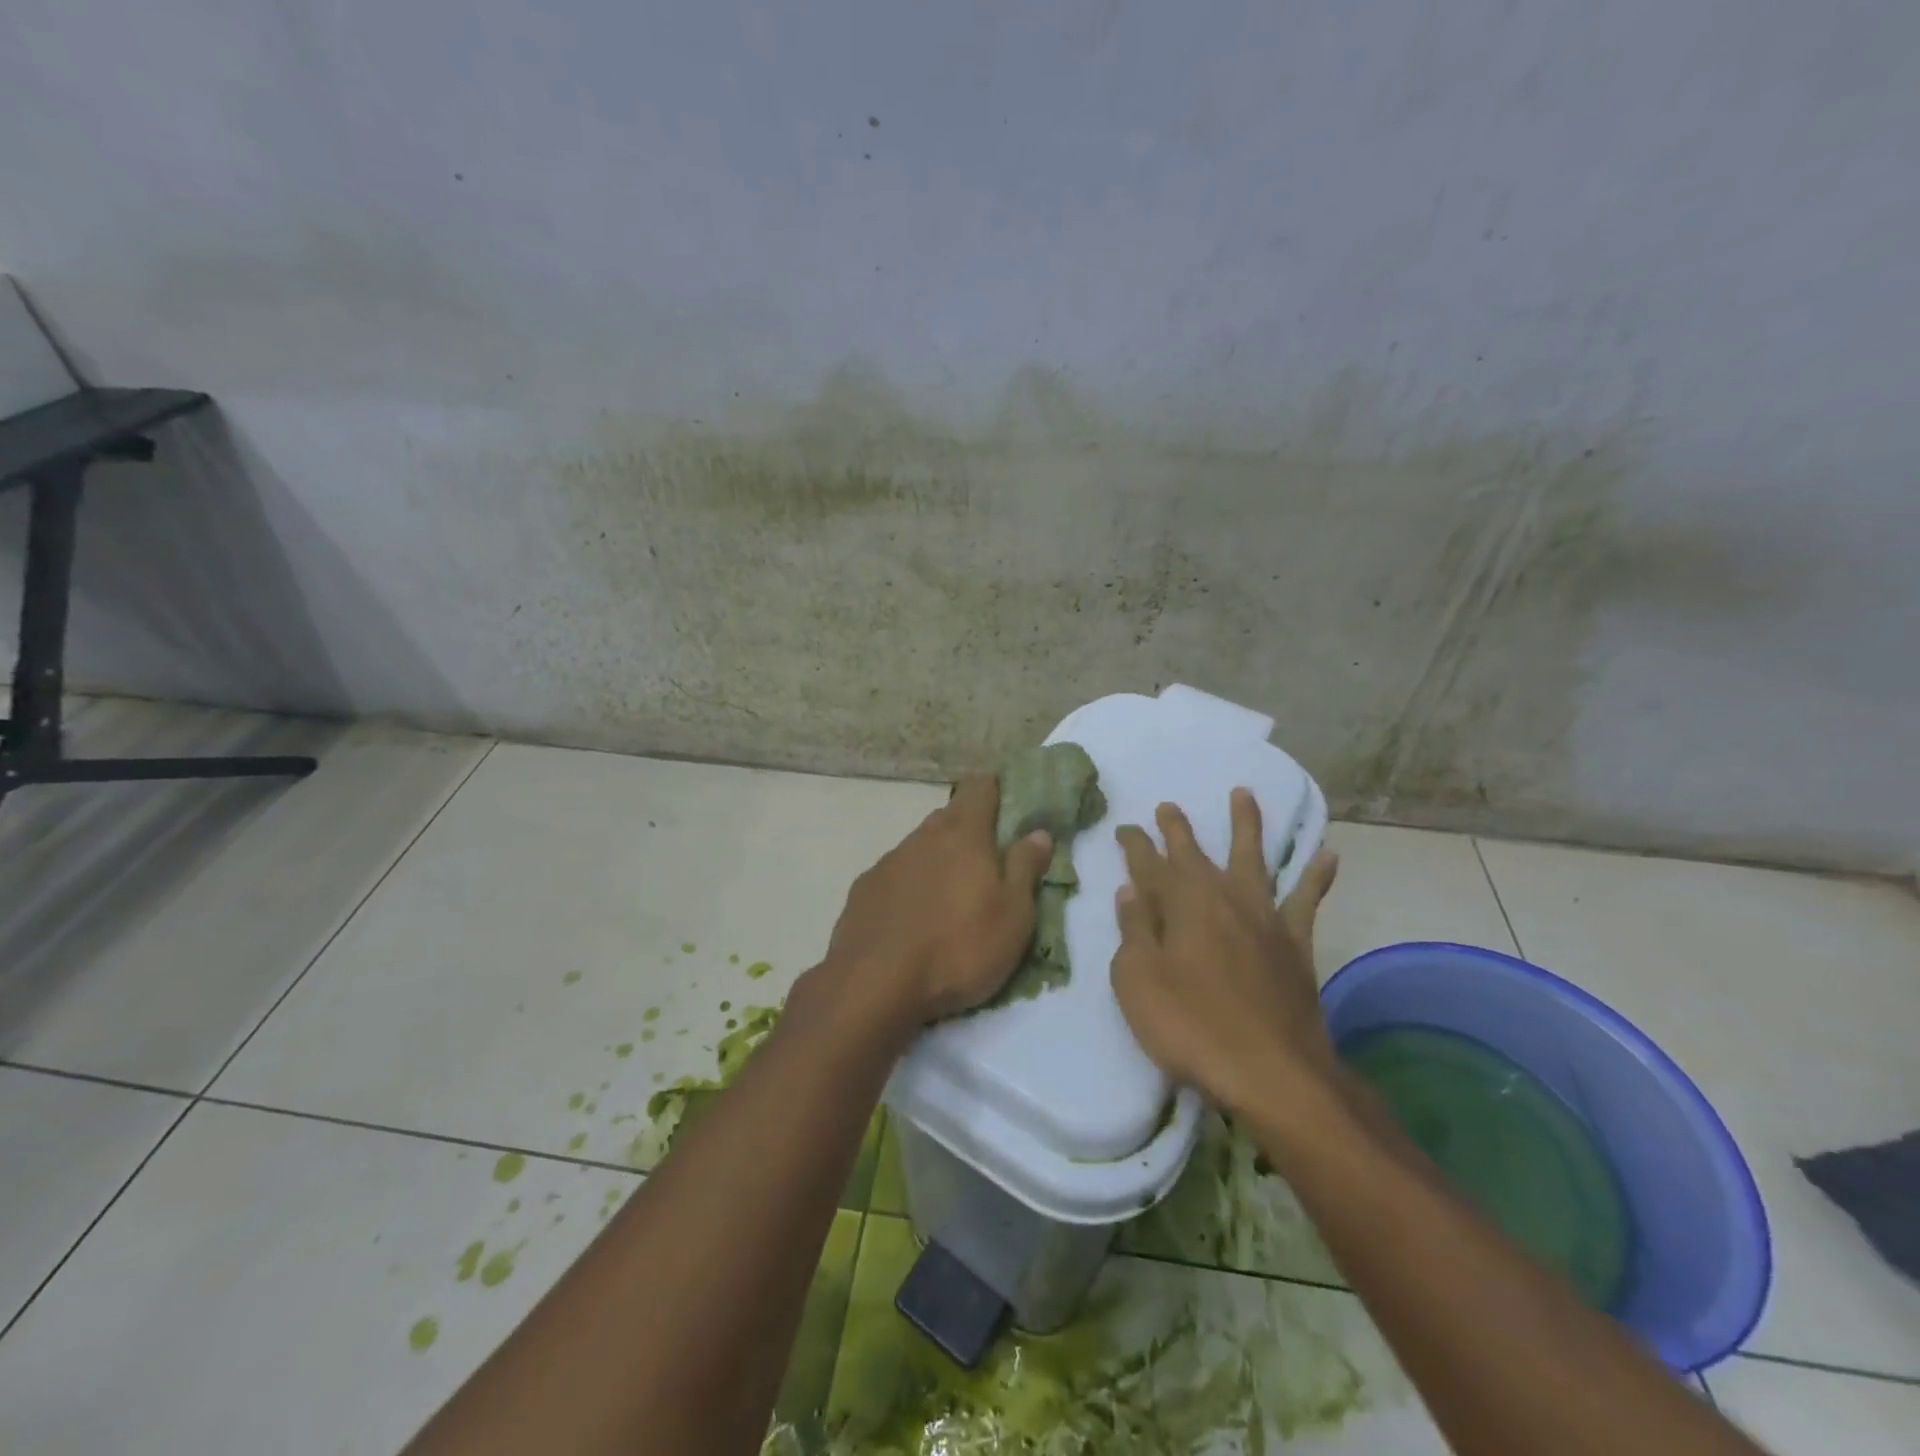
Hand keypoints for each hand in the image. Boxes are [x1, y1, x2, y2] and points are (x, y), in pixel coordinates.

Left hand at [824, 776, 1053, 1025]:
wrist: (874, 984)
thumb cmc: (959, 948)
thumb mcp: (1013, 915)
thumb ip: (1025, 868)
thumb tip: (1038, 832)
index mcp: (964, 834)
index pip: (980, 788)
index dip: (995, 789)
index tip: (1007, 803)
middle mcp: (923, 837)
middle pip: (949, 817)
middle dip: (968, 829)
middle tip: (986, 860)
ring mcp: (888, 862)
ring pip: (920, 847)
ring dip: (937, 860)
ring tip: (950, 897)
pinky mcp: (863, 890)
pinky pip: (895, 876)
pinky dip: (909, 887)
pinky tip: (913, 918)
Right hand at [1110, 790, 1340, 1116]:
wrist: (1273, 1073)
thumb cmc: (1191, 1026)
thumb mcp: (1138, 981)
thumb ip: (1133, 931)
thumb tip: (1129, 892)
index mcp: (1181, 903)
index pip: (1148, 864)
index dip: (1134, 845)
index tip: (1124, 828)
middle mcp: (1222, 897)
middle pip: (1195, 853)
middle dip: (1177, 829)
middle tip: (1168, 807)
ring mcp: (1263, 917)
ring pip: (1252, 858)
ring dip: (1246, 825)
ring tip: (1244, 794)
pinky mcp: (1295, 943)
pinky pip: (1307, 900)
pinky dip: (1316, 876)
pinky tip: (1328, 856)